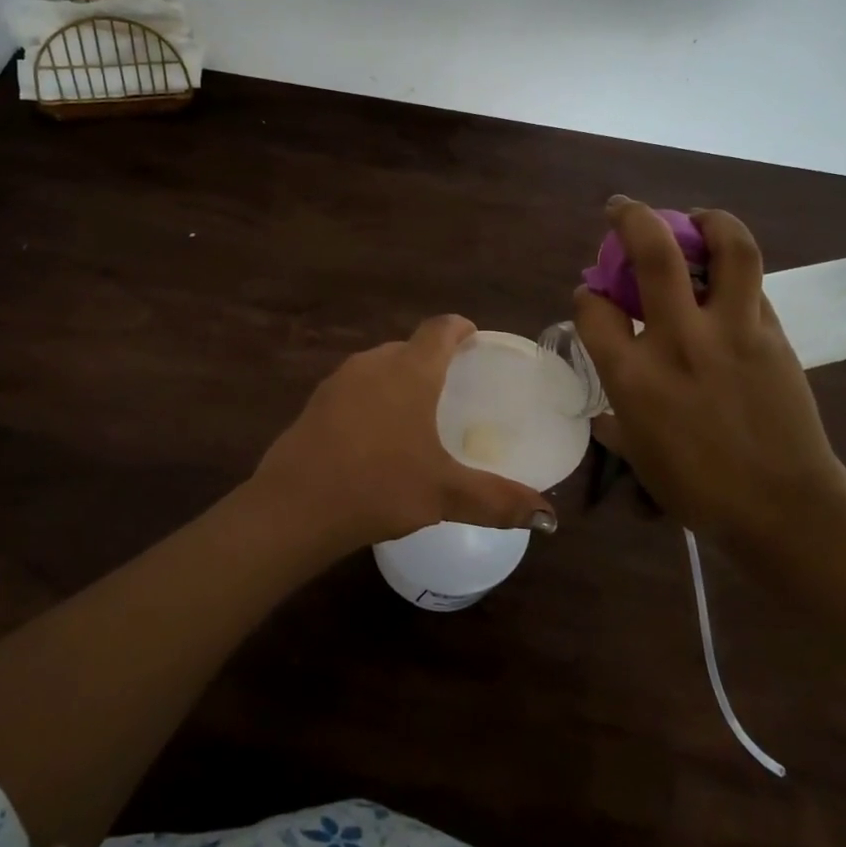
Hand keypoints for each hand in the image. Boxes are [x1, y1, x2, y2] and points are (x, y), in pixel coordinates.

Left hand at [249, 315, 558, 551]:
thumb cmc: (380, 485)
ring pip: (379, 367)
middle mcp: (373, 364)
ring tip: (417, 412)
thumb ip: (499, 501)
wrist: (296, 505)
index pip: (440, 329)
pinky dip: (373, 399)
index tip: (473, 338)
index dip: (460, 328)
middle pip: (409, 347)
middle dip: (432, 359)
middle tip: (452, 386)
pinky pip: (355, 388)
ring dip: (400, 379)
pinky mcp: (316, 403)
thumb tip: (549, 518)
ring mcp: (339, 381)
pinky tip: (375, 435)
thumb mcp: (446, 495)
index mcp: (410, 371)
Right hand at [574, 199, 845, 550]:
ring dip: (709, 221)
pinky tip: (728, 279)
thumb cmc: (698, 490)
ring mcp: (733, 332)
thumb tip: (605, 413)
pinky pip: (754, 286)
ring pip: (729, 249)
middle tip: (622, 208)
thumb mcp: (638, 456)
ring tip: (697, 218)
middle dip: (632, 217)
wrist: (784, 510)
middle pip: (654, 252)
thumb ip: (616, 421)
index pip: (593, 308)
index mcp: (632, 375)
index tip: (592, 297)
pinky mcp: (773, 336)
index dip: (586, 296)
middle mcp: (679, 339)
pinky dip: (736, 272)